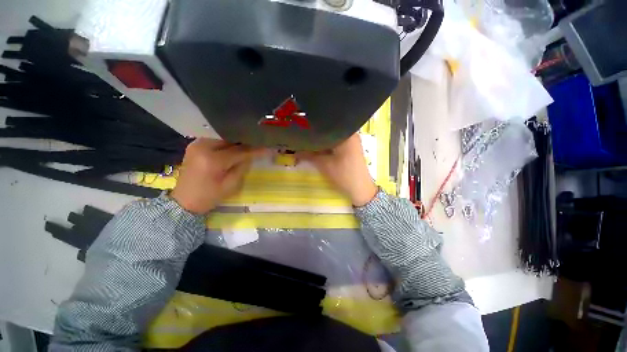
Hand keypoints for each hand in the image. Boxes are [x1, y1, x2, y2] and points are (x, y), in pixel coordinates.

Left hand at [171, 139, 265, 213]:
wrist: (184, 201)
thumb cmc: (209, 196)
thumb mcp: (231, 185)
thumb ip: (242, 167)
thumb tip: (252, 154)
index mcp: (212, 160)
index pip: (239, 151)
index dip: (255, 149)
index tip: (268, 147)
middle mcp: (203, 147)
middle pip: (231, 140)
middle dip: (246, 142)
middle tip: (260, 144)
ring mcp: (197, 144)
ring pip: (224, 138)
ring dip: (237, 142)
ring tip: (250, 145)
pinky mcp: (195, 145)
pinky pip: (216, 140)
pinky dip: (227, 143)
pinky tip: (235, 146)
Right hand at [299, 134, 377, 206]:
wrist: (360, 190)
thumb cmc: (344, 175)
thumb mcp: (324, 165)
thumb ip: (308, 155)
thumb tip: (294, 151)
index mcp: (347, 134)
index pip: (326, 127)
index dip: (312, 130)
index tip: (300, 132)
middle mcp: (351, 134)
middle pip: (329, 132)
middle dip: (316, 137)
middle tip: (301, 138)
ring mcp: (352, 141)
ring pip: (332, 138)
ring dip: (321, 142)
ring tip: (307, 143)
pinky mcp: (351, 149)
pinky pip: (336, 143)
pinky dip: (327, 146)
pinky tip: (317, 149)